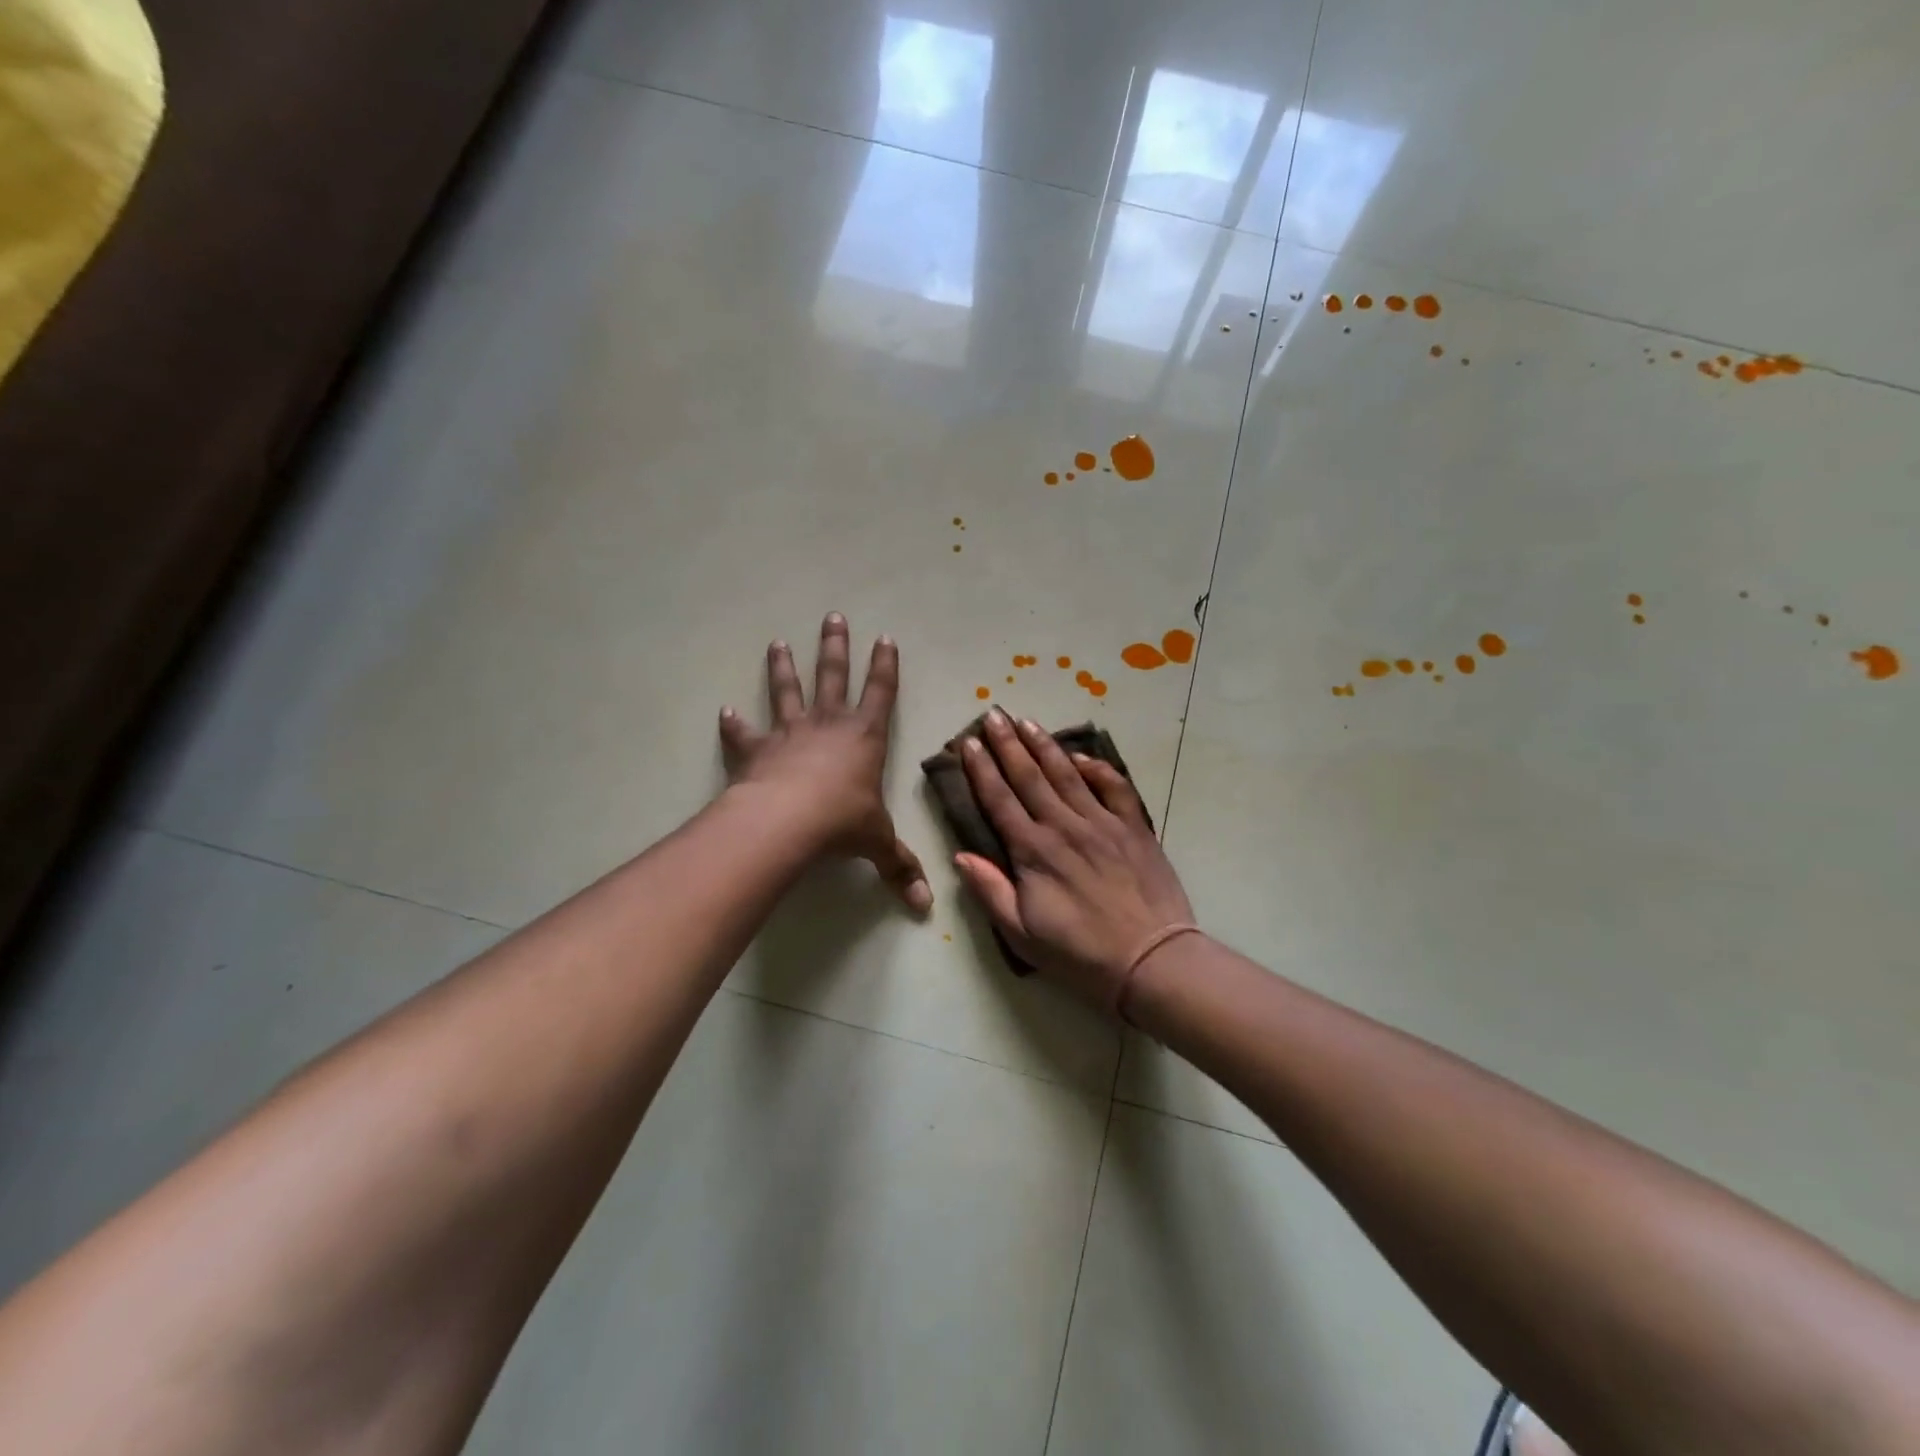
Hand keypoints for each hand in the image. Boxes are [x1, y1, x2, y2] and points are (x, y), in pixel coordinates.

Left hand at [719, 613, 931, 912]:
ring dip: (782, 668)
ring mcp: (789, 734)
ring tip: (776, 643)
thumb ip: (899, 868)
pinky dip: (735, 725)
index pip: (881, 693)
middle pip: (833, 676)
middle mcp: (828, 725)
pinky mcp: (757, 751)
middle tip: (832, 617)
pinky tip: (725, 712)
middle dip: (835, 647)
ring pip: (787, 692)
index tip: (885, 637)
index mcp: (864, 737)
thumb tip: (925, 908)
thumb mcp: (877, 844)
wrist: (786, 822)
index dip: (885, 666)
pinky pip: (744, 734)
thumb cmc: (841, 822)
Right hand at [954, 710, 1194, 1010]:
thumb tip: (960, 856)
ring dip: (1044, 745)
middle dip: (1008, 743)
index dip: (981, 769)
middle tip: (994, 714)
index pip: (999, 799)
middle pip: (1029, 776)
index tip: (969, 743)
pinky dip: (1097, 767)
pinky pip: (1113, 786)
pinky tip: (1081, 755)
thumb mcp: (1021, 934)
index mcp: (1033, 851)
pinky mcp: (1133, 827)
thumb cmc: (1080, 954)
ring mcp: (1102, 823)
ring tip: (1027, 722)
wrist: (1151, 961)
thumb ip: (990, 891)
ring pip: (1067, 773)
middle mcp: (1064, 826)